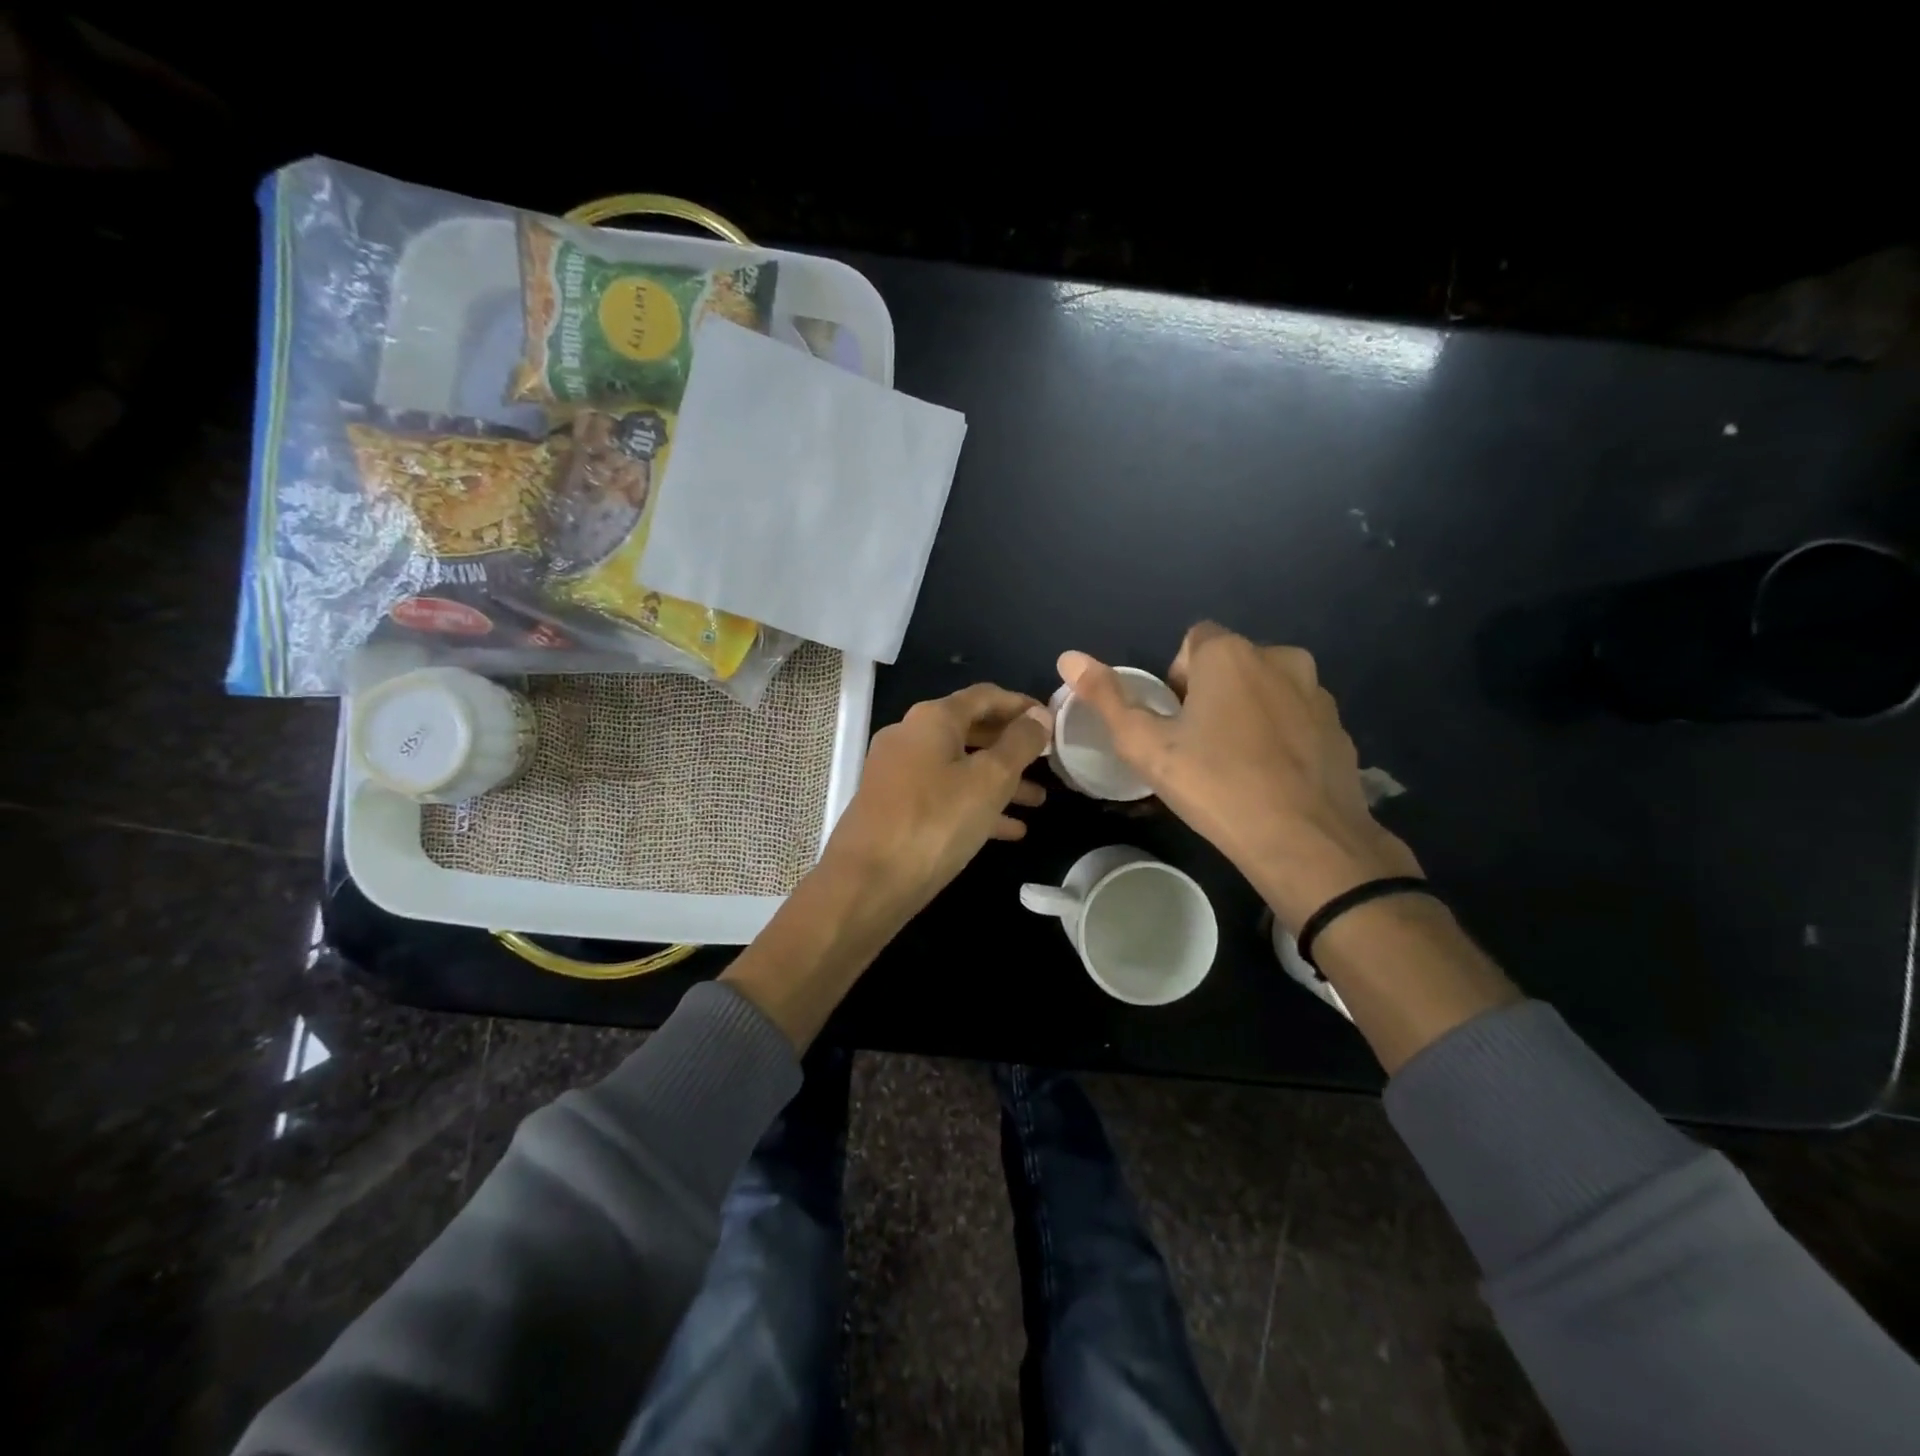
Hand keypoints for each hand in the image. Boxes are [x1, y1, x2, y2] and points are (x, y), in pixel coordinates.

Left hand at [821, 684, 1052, 923]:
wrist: (868, 881)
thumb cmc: (936, 820)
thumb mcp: (990, 779)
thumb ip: (1020, 743)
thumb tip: (1039, 715)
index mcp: (932, 719)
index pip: (985, 696)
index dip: (1021, 704)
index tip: (1052, 720)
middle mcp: (910, 736)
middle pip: (972, 731)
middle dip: (1012, 747)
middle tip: (1049, 761)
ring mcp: (898, 773)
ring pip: (959, 768)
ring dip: (999, 781)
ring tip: (1038, 801)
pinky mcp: (894, 806)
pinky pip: (944, 796)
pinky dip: (975, 806)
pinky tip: (1010, 830)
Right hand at [1059, 625, 1419, 930]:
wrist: (1305, 841)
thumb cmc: (1215, 785)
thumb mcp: (1145, 745)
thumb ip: (1106, 697)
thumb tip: (1068, 656)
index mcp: (1230, 654)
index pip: (1193, 642)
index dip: (1177, 679)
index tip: (1174, 721)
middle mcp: (1280, 658)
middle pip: (1231, 664)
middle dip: (1212, 693)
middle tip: (1198, 746)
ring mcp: (1317, 693)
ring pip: (1267, 690)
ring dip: (1248, 712)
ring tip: (1235, 764)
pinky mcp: (1340, 728)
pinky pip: (1297, 718)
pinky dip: (1280, 736)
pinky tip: (1270, 777)